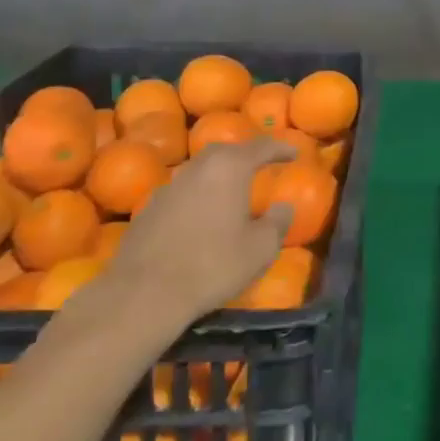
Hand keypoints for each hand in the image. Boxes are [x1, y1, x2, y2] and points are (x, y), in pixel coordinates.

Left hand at [105, 134, 293, 324]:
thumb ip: (278, 222)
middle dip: (245, 155)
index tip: (294, 152)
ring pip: (200, 171)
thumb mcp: (260, 248)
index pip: (261, 147)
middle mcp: (198, 168)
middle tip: (260, 165)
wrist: (144, 293)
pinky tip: (200, 216)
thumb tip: (284, 206)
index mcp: (229, 168)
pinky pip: (181, 193)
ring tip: (231, 191)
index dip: (280, 148)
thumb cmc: (213, 264)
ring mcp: (168, 187)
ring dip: (218, 176)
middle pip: (225, 152)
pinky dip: (197, 196)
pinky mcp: (147, 209)